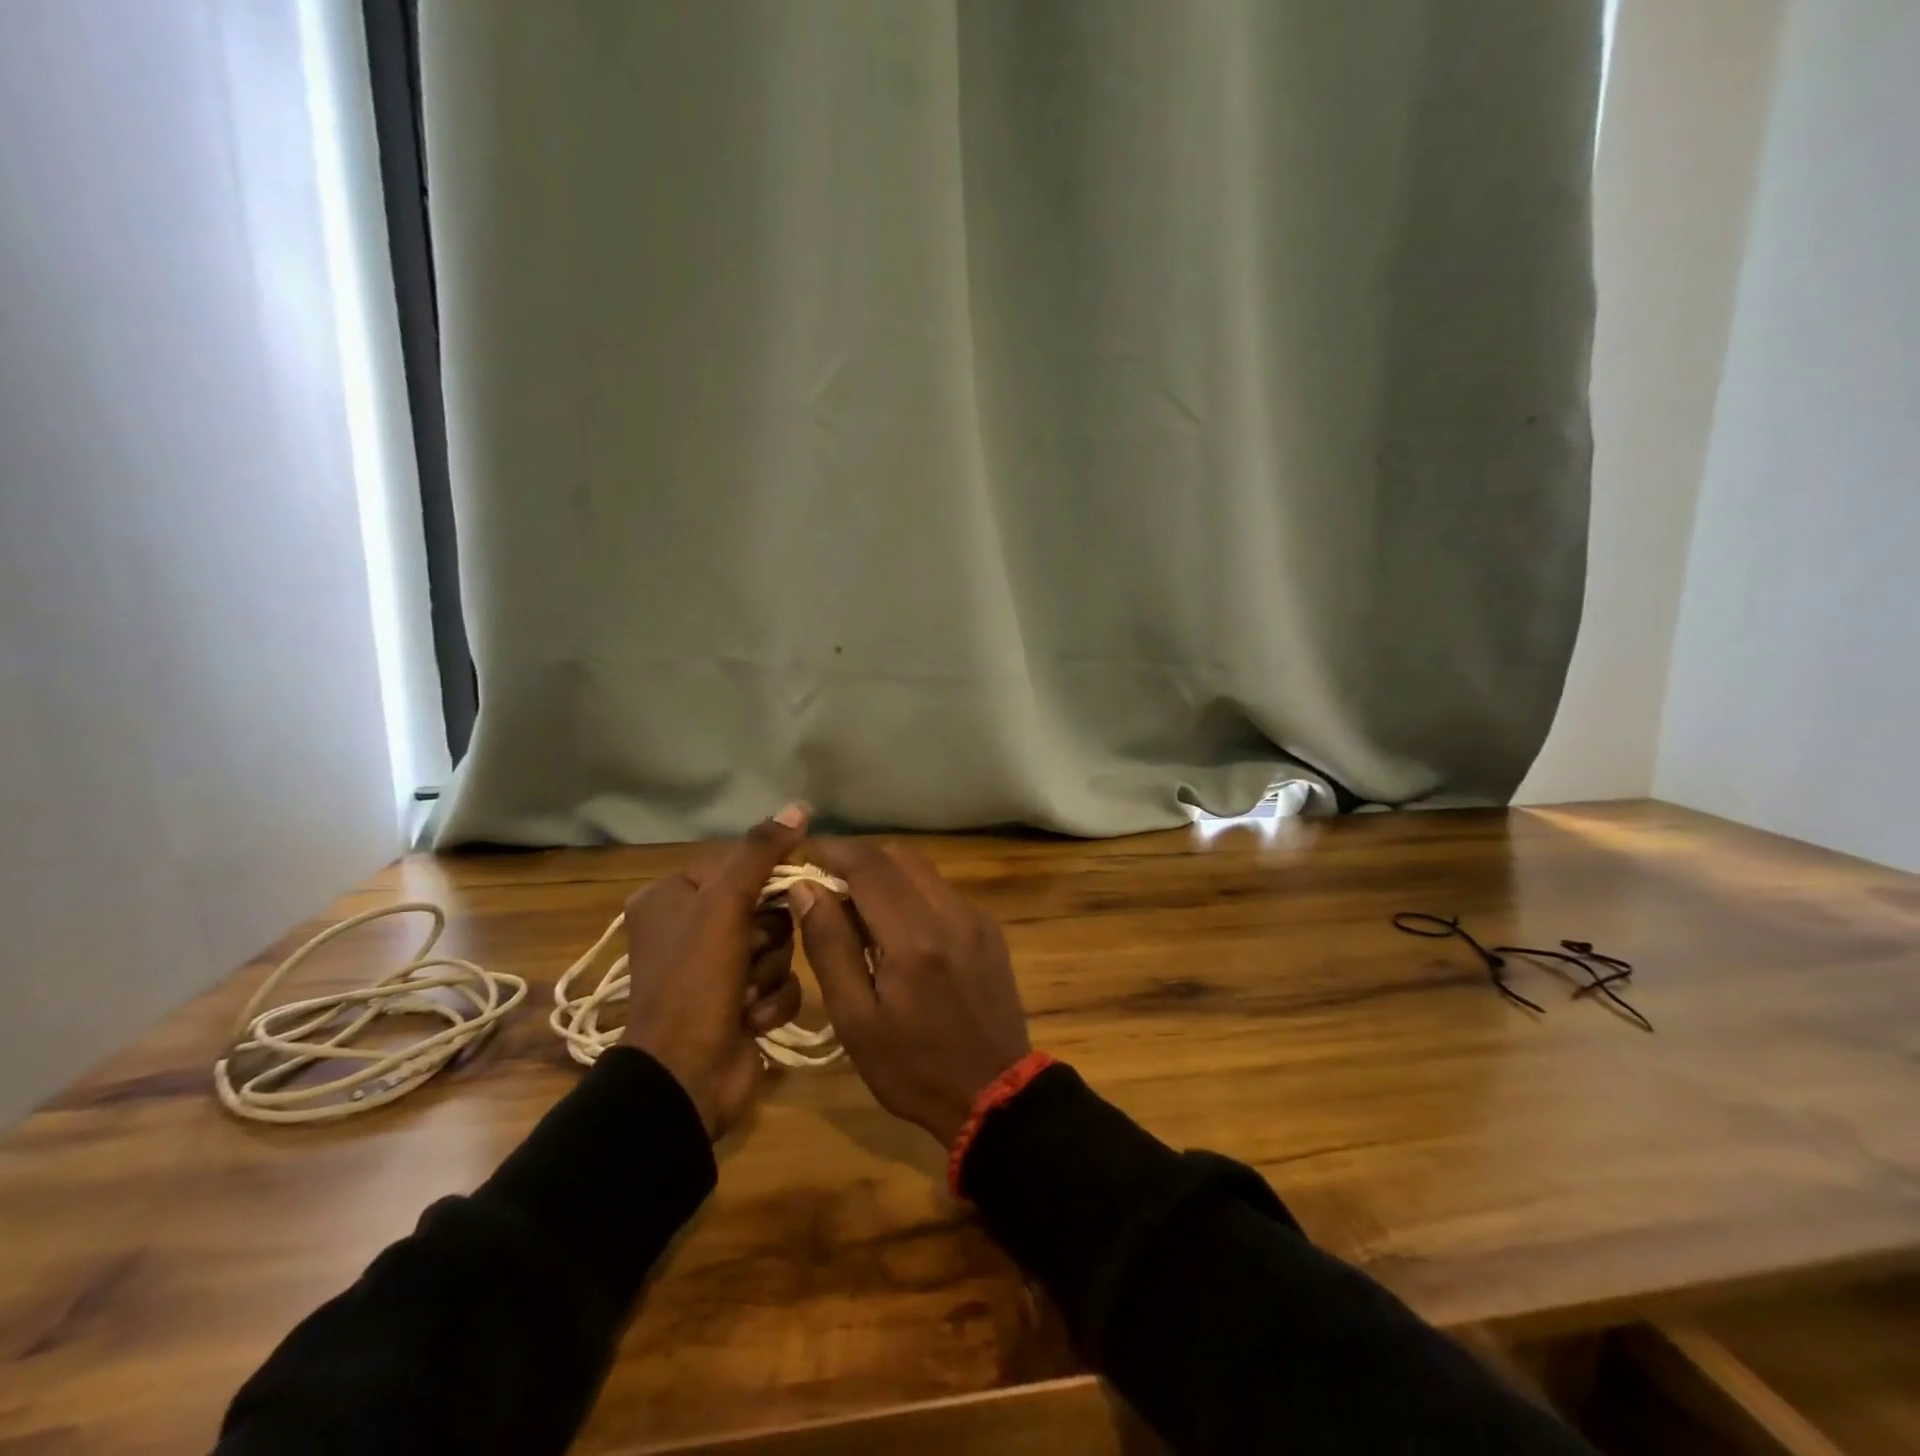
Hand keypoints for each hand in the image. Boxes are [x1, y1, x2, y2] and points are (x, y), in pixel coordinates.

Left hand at [621, 804, 808, 1137]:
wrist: (686, 1078)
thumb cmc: (695, 980)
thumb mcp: (724, 904)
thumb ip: (762, 852)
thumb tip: (800, 806)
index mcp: (672, 897)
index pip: (738, 864)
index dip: (765, 878)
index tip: (784, 889)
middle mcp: (690, 929)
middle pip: (763, 906)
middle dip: (767, 935)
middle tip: (750, 952)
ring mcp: (715, 971)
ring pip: (776, 945)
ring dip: (770, 970)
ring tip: (746, 994)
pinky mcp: (739, 1004)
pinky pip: (778, 982)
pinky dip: (772, 1000)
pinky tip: (752, 1018)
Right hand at [790, 838, 1030, 1147]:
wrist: (995, 1094)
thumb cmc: (913, 1069)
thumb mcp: (856, 1020)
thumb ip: (830, 946)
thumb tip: (806, 888)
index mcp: (915, 938)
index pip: (869, 865)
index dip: (832, 850)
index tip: (803, 855)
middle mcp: (951, 913)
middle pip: (899, 855)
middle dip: (858, 859)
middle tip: (826, 886)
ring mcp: (976, 918)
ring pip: (923, 869)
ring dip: (885, 874)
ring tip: (857, 910)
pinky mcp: (989, 928)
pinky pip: (942, 891)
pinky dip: (911, 893)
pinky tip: (897, 930)